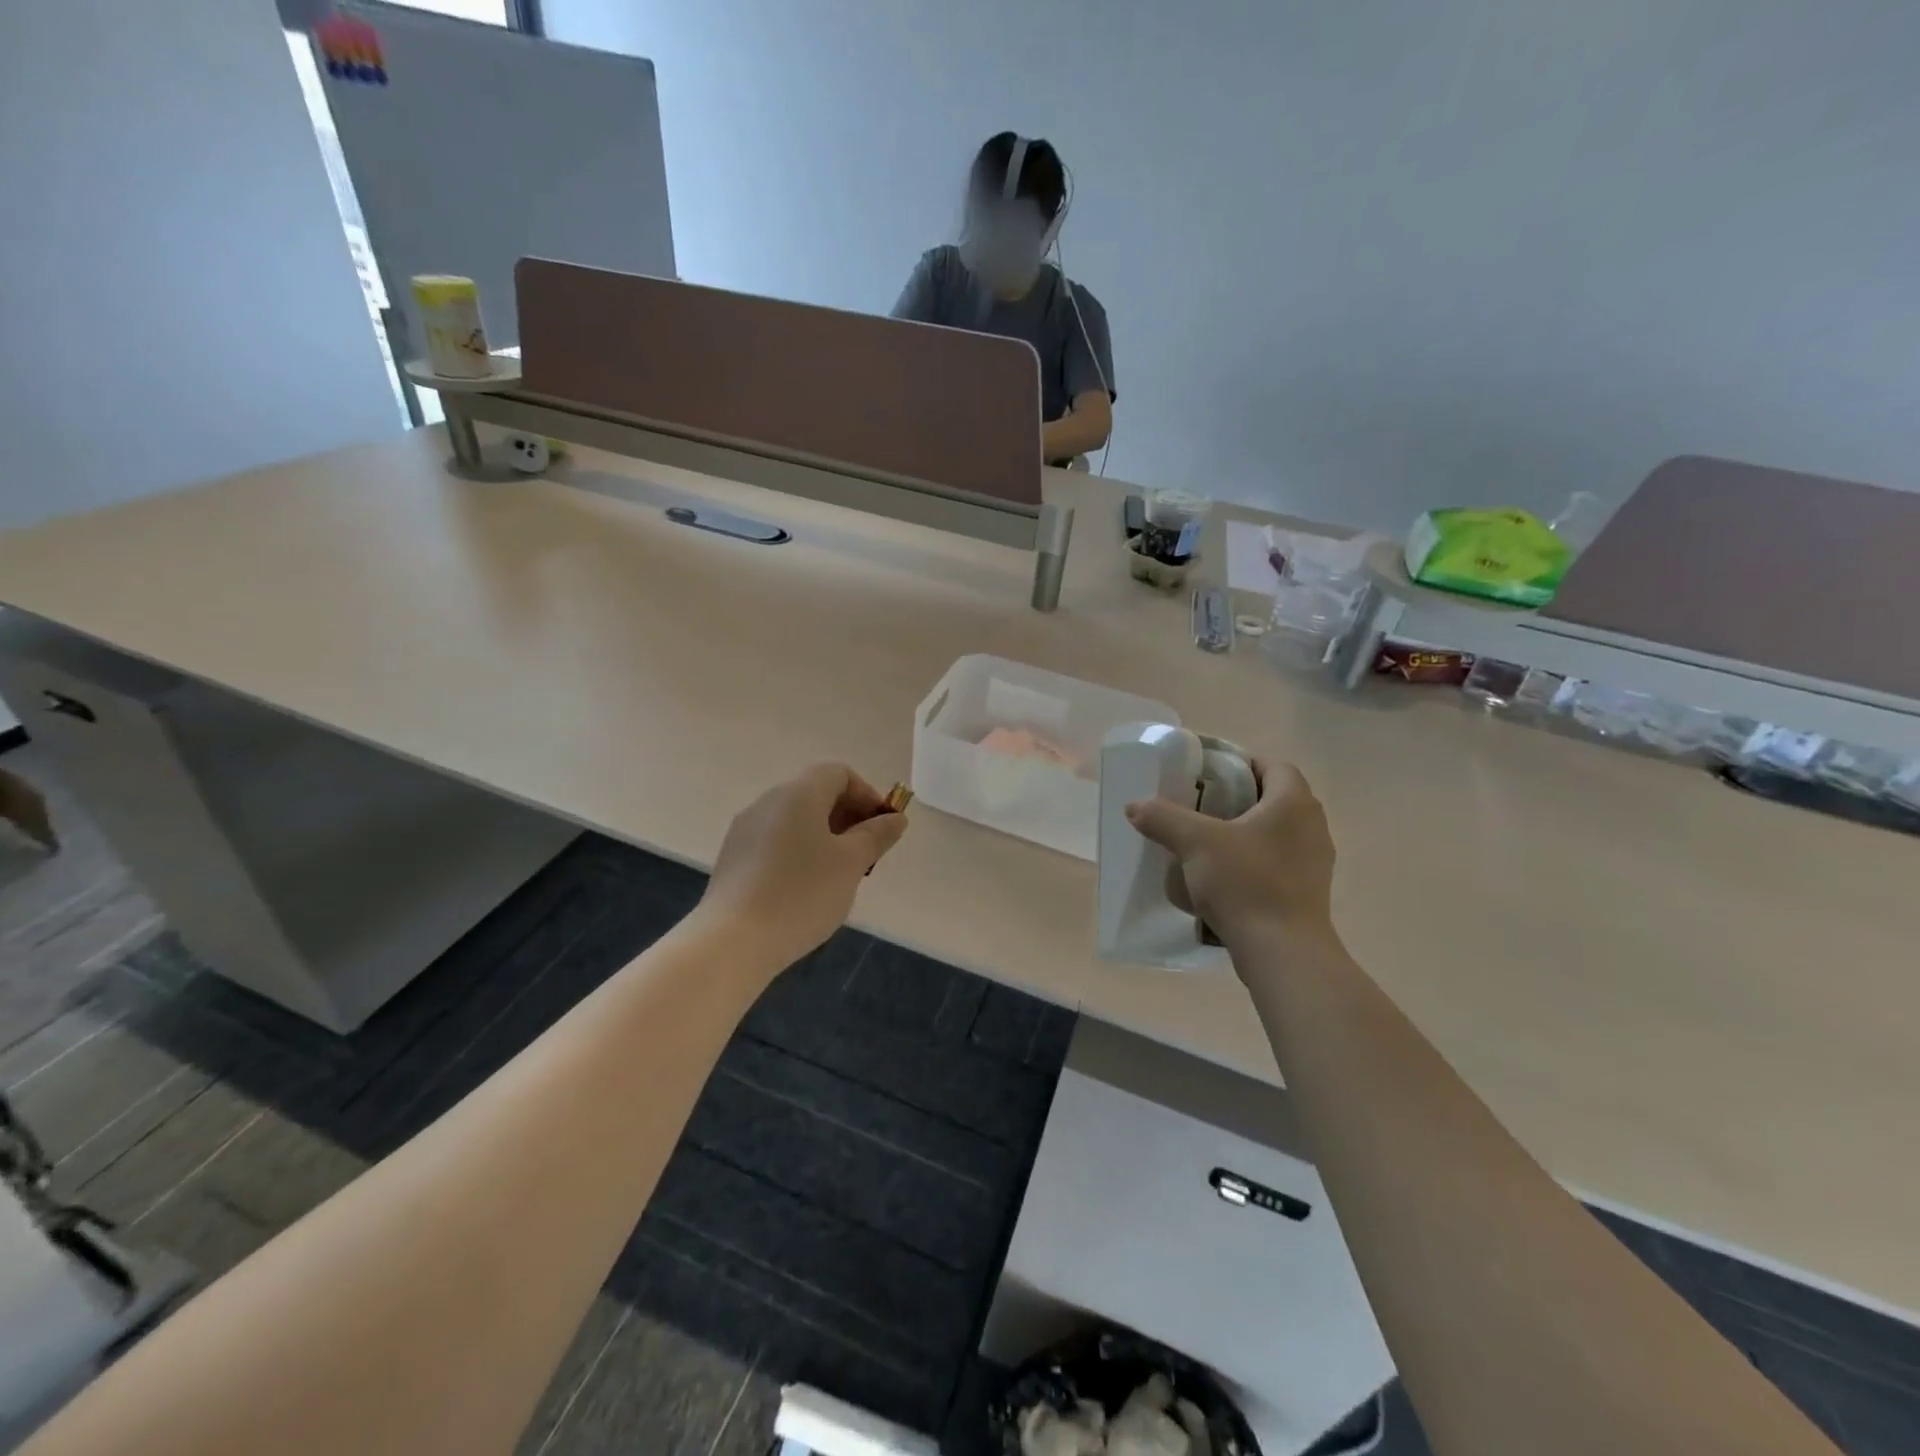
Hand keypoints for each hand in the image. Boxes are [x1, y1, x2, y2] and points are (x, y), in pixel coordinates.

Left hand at [699, 763, 908, 966]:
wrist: (733, 941)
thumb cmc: (802, 893)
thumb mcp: (851, 863)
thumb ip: (877, 835)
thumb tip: (895, 818)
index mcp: (798, 794)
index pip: (839, 773)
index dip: (867, 794)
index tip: (882, 828)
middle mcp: (768, 802)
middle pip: (816, 794)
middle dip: (848, 817)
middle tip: (866, 855)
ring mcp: (745, 830)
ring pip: (796, 820)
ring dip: (825, 837)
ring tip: (839, 876)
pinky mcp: (733, 858)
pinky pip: (776, 842)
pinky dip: (799, 853)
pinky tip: (806, 890)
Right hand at [1125, 760, 1337, 951]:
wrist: (1283, 953)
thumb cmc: (1245, 883)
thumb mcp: (1194, 843)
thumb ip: (1163, 818)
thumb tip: (1135, 805)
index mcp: (1294, 803)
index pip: (1273, 766)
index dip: (1242, 764)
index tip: (1209, 774)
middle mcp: (1313, 827)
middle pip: (1275, 798)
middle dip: (1239, 798)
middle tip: (1201, 806)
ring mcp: (1315, 863)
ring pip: (1277, 833)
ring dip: (1246, 832)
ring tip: (1208, 842)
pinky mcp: (1308, 893)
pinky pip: (1278, 863)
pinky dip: (1253, 861)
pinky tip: (1224, 877)